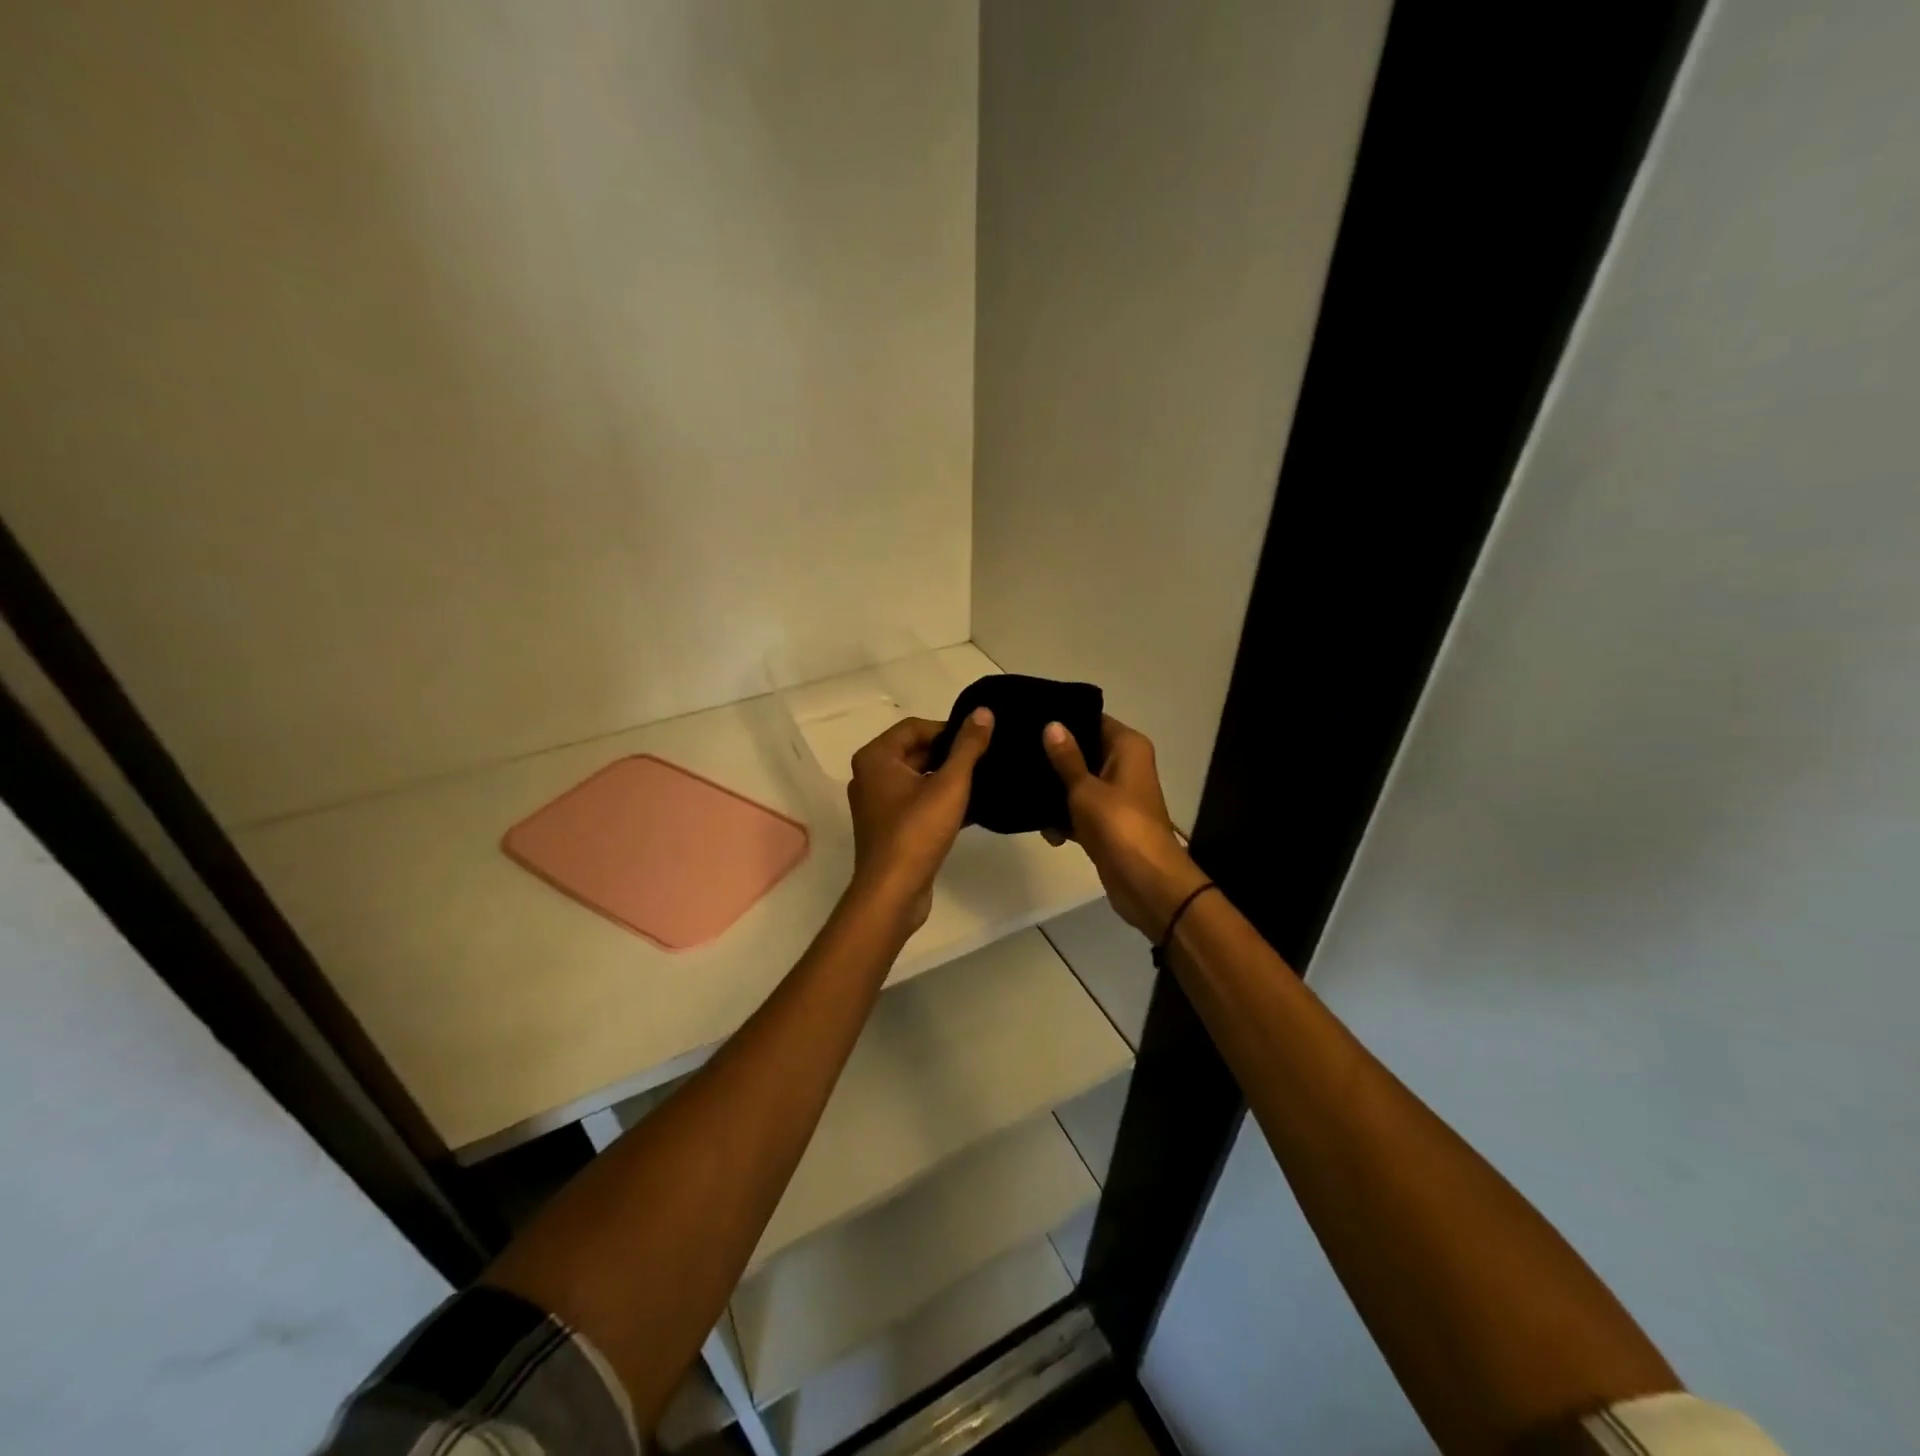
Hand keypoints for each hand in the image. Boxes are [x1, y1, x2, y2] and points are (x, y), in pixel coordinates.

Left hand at [844, 709, 993, 932]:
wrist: (893, 892)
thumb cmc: (917, 831)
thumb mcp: (950, 784)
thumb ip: (968, 746)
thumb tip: (983, 712)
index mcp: (876, 758)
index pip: (915, 727)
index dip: (949, 729)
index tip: (979, 739)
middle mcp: (870, 776)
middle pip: (916, 752)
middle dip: (950, 755)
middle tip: (985, 759)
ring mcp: (878, 804)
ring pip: (919, 779)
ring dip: (948, 779)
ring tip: (983, 781)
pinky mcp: (889, 829)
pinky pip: (918, 803)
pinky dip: (941, 802)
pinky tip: (973, 809)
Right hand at [1041, 715, 1209, 939]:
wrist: (1146, 883)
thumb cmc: (1118, 825)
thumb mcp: (1085, 789)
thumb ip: (1066, 757)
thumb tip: (1052, 724)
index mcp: (1127, 747)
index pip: (1092, 719)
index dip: (1063, 719)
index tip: (1028, 719)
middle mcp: (1125, 765)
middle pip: (1082, 751)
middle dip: (1052, 758)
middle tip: (1015, 754)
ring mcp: (1117, 795)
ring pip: (1078, 782)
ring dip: (1055, 793)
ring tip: (1022, 794)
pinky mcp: (1107, 822)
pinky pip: (1080, 810)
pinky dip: (1065, 818)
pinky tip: (1046, 831)